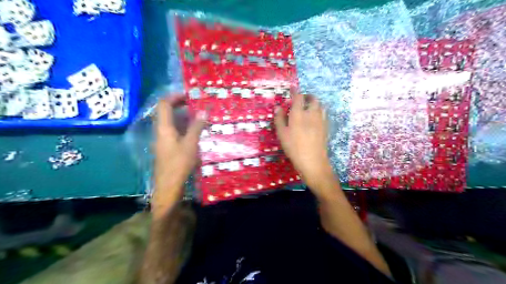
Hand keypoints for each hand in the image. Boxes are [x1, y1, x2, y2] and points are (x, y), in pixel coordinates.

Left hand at [152, 95, 204, 216]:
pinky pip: (173, 131)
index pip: (164, 104)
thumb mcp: (191, 144)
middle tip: (195, 105)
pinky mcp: (166, 147)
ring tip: (198, 117)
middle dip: (180, 105)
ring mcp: (162, 140)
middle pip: (166, 112)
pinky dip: (183, 127)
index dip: (174, 96)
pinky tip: (194, 132)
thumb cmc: (179, 163)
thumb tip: (203, 112)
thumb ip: (197, 127)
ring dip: (182, 117)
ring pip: (170, 122)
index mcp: (164, 127)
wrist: (168, 185)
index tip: (189, 95)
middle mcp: (160, 131)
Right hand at [273, 94, 334, 189]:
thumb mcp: (282, 134)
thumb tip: (278, 107)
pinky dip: (319, 111)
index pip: (298, 97)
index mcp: (299, 114)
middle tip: (301, 99)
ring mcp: (321, 120)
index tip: (293, 87)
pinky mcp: (326, 127)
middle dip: (307, 96)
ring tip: (308, 107)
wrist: (313, 161)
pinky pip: (324, 113)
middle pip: (313, 99)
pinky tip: (315, 117)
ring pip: (320, 105)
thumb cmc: (294, 148)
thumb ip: (279, 119)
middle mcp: (311, 113)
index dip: (295, 91)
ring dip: (314, 103)